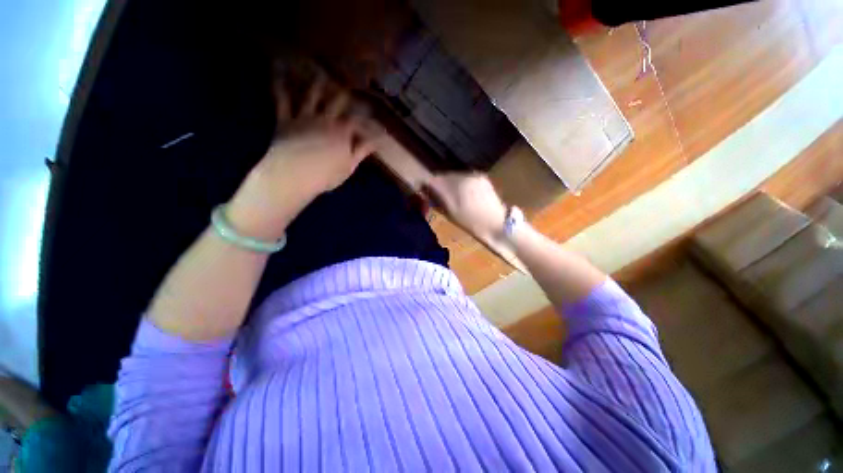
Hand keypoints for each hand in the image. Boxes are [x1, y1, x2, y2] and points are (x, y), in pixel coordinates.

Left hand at [228, 75, 380, 239]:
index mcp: (342, 133)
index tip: (371, 110)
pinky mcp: (286, 120)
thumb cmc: (326, 175)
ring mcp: (304, 117)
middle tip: (347, 83)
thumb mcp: (349, 165)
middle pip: (337, 102)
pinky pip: (282, 99)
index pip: (357, 119)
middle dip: (344, 93)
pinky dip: (280, 85)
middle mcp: (325, 120)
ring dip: (316, 83)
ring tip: (319, 72)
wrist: (294, 175)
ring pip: (312, 95)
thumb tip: (378, 140)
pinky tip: (278, 70)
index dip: (365, 114)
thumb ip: (362, 150)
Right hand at [424, 173, 507, 241]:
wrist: (497, 224)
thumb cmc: (472, 223)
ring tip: (450, 196)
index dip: (427, 184)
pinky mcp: (482, 177)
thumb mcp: (451, 213)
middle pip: (444, 176)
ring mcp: (474, 175)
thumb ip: (438, 198)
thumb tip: (426, 189)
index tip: (424, 191)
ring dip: (449, 183)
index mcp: (456, 186)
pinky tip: (463, 194)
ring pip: (455, 176)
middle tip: (436, 195)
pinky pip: (465, 178)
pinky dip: (460, 184)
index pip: (435, 179)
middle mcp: (465, 176)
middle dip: (439, 184)